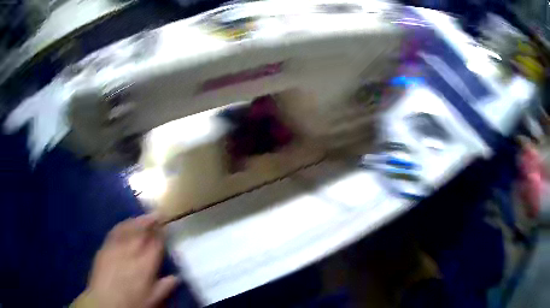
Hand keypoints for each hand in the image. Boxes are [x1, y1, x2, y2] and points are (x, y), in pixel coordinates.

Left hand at [73, 214, 177, 307]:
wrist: (105, 301)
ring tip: (143, 216)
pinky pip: (115, 232)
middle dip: (150, 221)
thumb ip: (165, 287)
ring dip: (137, 220)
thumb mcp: (153, 299)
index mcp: (145, 264)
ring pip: (128, 228)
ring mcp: (116, 247)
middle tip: (157, 214)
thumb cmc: (132, 302)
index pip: (156, 244)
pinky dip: (122, 225)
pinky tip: (125, 224)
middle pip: (142, 231)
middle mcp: (131, 251)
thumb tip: (176, 277)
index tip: (165, 227)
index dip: (161, 234)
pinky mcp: (105, 247)